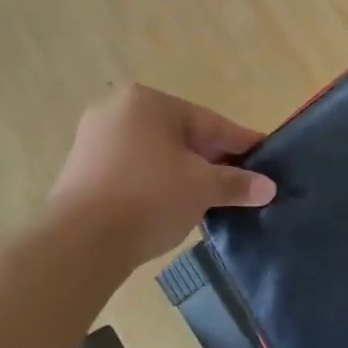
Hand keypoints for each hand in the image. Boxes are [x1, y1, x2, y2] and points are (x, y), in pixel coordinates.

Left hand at [47, 85, 276, 279]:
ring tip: (211, 199)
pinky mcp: (81, 172)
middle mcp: (117, 111)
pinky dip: (157, 185)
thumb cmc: (149, 197)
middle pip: (182, 136)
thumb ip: (237, 183)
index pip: (209, 123)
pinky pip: (133, 172)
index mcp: (148, 102)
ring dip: (185, 174)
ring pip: (157, 155)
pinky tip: (173, 207)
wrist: (78, 244)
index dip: (241, 144)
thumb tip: (269, 187)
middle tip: (241, 183)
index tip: (264, 158)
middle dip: (212, 160)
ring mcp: (94, 141)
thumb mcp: (203, 187)